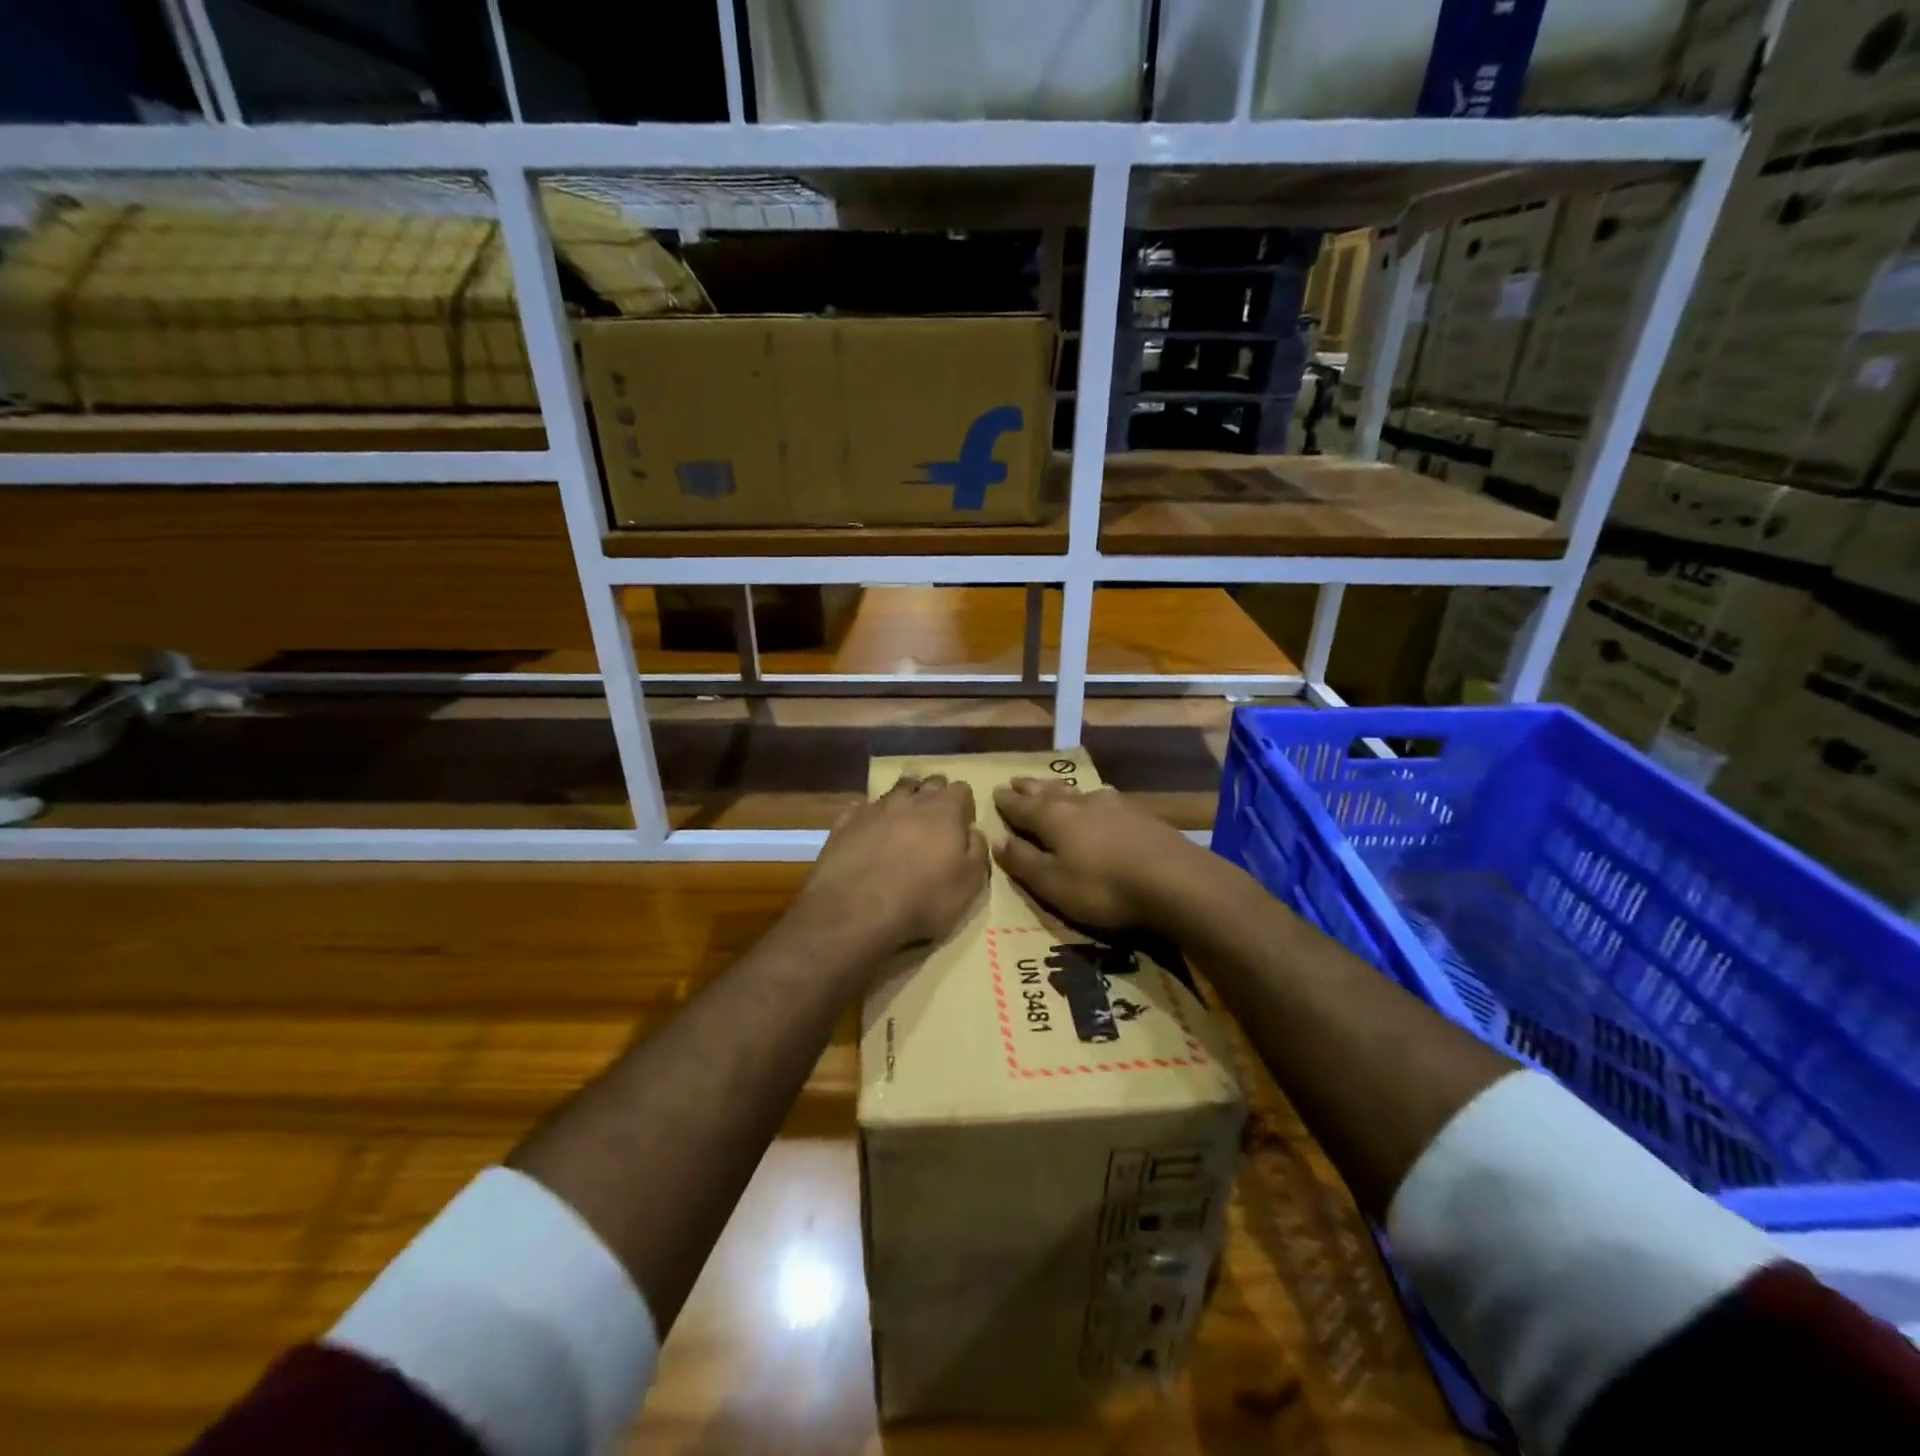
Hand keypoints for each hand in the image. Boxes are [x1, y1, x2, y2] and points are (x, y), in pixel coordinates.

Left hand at [794, 773, 988, 957]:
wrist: (857, 909)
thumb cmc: (923, 898)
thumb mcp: (969, 884)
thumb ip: (977, 851)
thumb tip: (974, 831)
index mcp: (945, 810)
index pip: (961, 789)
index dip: (964, 805)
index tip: (963, 823)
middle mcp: (910, 800)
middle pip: (928, 782)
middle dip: (934, 794)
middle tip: (935, 818)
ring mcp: (875, 808)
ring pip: (895, 789)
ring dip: (903, 798)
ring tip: (903, 816)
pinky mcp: (845, 822)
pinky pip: (862, 807)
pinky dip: (869, 815)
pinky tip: (868, 829)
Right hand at [993, 778, 1213, 930]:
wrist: (1175, 881)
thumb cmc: (1104, 888)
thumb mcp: (1053, 884)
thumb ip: (1024, 861)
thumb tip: (996, 839)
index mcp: (1053, 818)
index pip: (1022, 806)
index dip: (1007, 802)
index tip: (994, 792)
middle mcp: (1081, 804)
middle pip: (1049, 792)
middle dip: (1031, 788)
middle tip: (1016, 781)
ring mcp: (1114, 806)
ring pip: (1078, 792)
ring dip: (1060, 790)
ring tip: (1052, 787)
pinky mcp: (1140, 816)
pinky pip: (1105, 799)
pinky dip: (1091, 799)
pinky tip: (1099, 800)